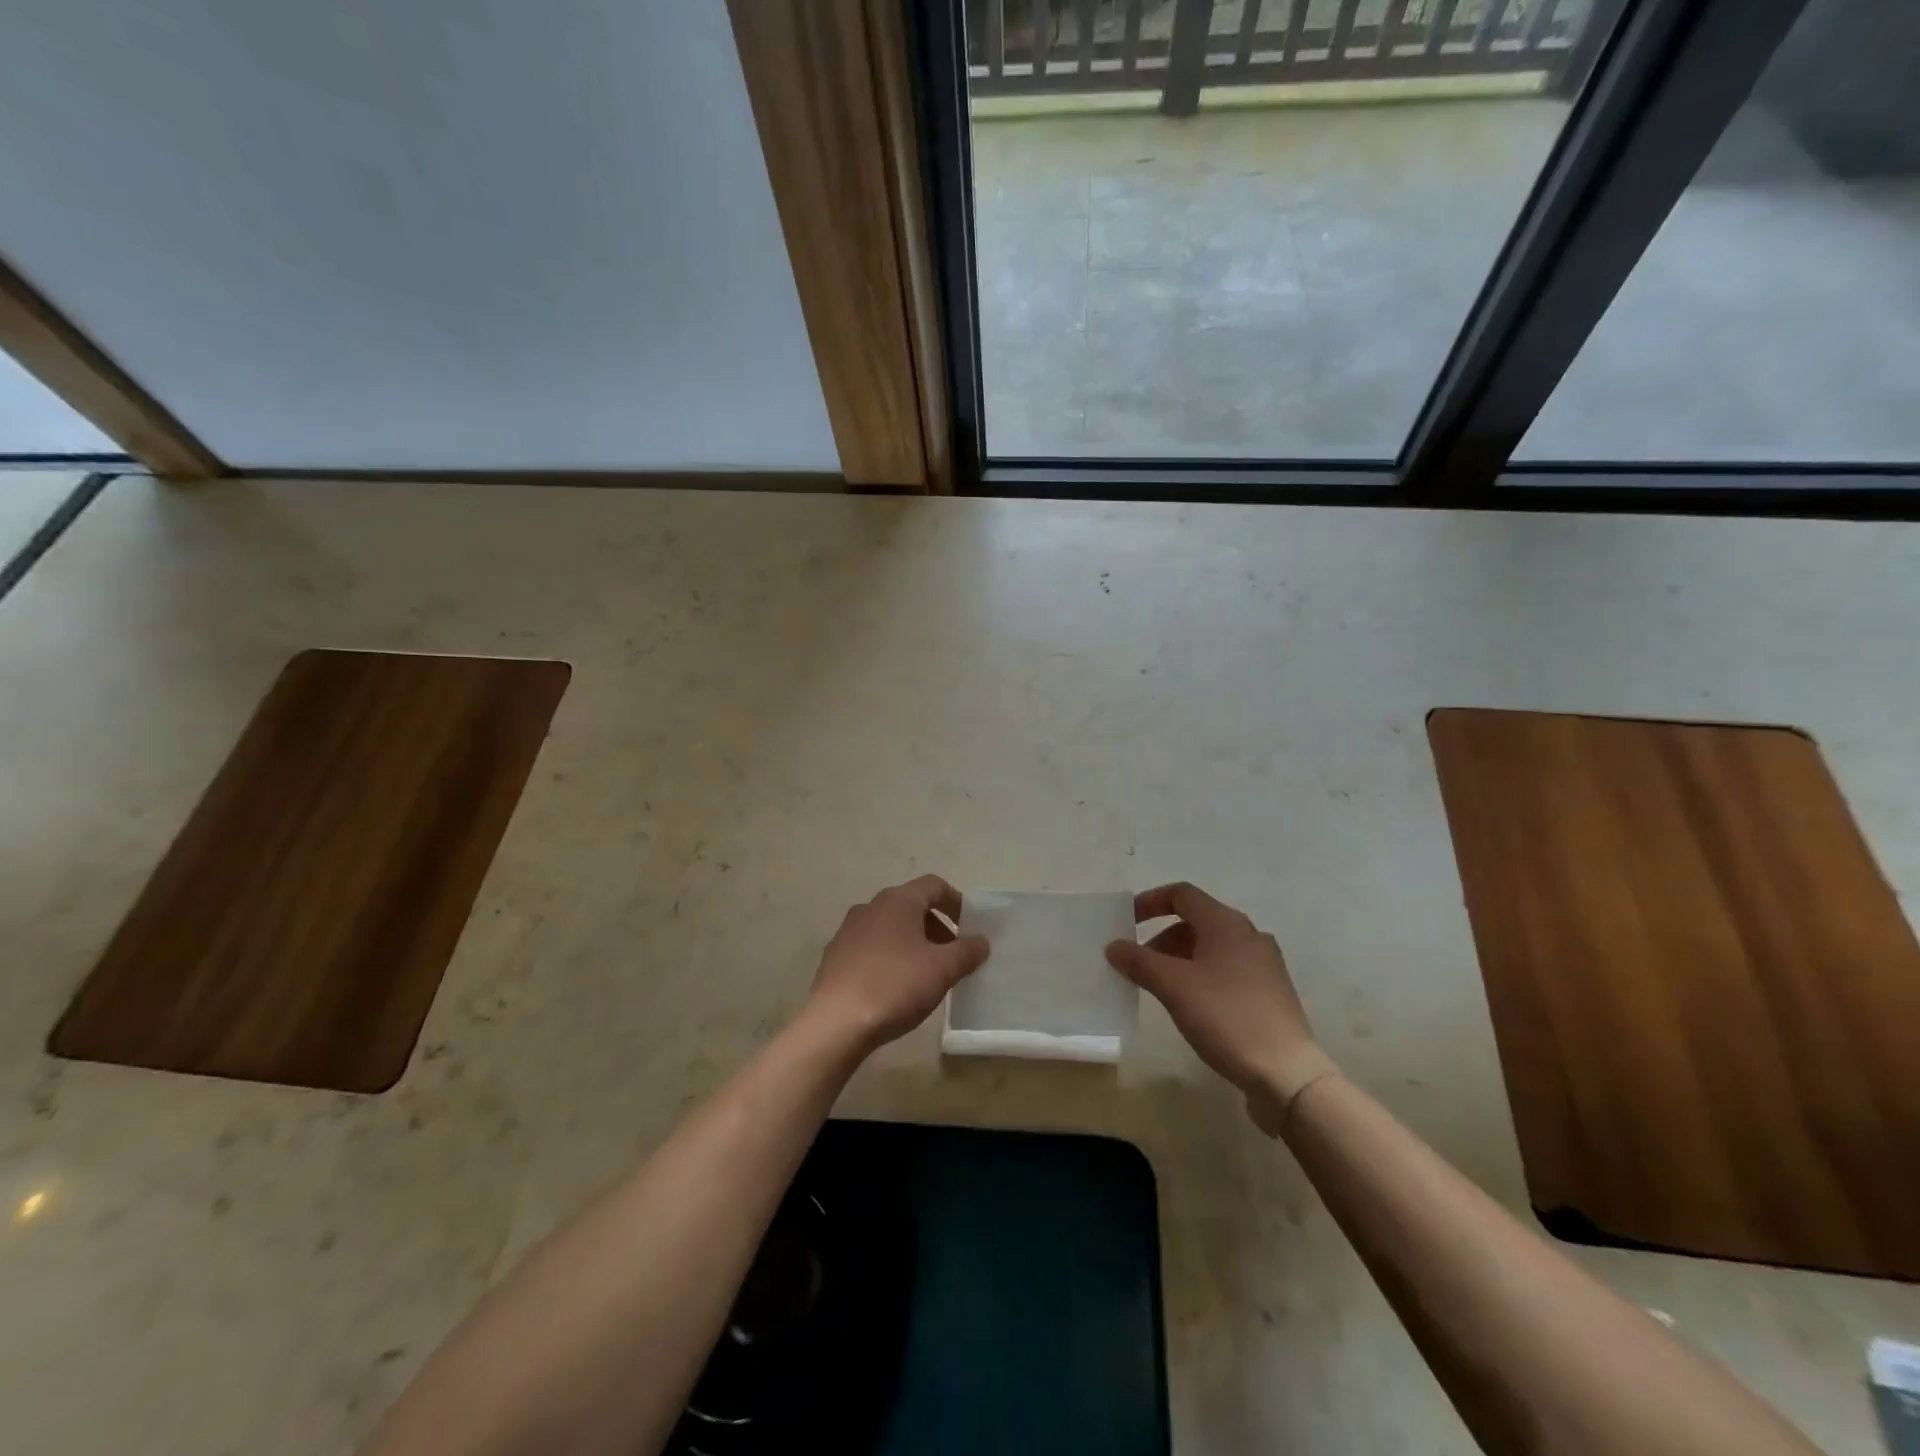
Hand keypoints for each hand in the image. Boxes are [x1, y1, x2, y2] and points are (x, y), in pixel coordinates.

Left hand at [803, 875, 989, 1055]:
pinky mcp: (835, 956)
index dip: (956, 902)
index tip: (970, 927)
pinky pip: (871, 947)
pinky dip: (890, 957)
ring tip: (926, 973)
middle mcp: (871, 907)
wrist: (836, 1023)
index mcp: (898, 900)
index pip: (934, 885)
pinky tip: (895, 987)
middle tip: (952, 955)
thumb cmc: (895, 986)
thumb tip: (981, 940)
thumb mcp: (942, 969)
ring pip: (890, 927)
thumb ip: (967, 951)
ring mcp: (848, 931)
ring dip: (913, 942)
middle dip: (936, 926)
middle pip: (911, 905)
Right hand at [1106, 882, 1336, 1133]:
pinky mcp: (1270, 991)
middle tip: (1139, 964)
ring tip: (1161, 988)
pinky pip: (1227, 969)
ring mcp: (1264, 963)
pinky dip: (1201, 975)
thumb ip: (1139, 961)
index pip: (1181, 894)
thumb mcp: (1173, 987)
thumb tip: (1114, 946)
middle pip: (1196, 921)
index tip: (1126, 922)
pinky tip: (1192, 1005)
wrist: (1286, 1073)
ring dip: (1180, 958)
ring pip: (1212, 947)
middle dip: (1161, 938)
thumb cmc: (1225, 1017)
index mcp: (1226, 923)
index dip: (1149, 902)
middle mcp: (1248, 934)